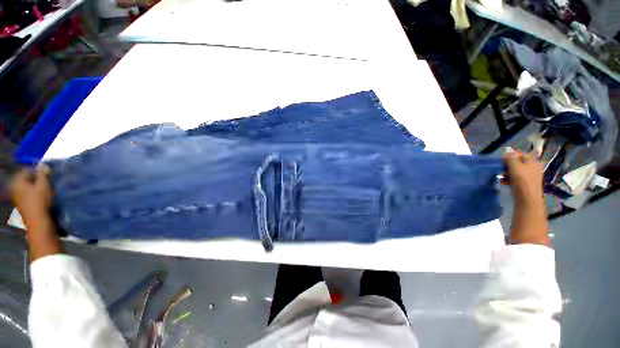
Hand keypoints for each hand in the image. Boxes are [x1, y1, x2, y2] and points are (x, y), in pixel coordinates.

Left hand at [9, 166, 52, 223]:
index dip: (36, 170)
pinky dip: (33, 193)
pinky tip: (40, 197)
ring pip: (26, 187)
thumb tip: (43, 165)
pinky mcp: (20, 204)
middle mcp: (14, 187)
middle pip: (25, 179)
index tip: (46, 172)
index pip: (26, 170)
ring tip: (44, 189)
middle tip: (46, 181)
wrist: (37, 221)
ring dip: (35, 187)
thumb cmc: (40, 201)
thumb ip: (43, 174)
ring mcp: (16, 197)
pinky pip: (26, 194)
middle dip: (35, 179)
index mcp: (17, 181)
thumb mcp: (44, 185)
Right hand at [503, 148, 543, 205]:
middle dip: (508, 165)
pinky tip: (504, 182)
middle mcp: (534, 167)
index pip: (520, 154)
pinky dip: (510, 179)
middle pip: (518, 163)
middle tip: (501, 169)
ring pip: (516, 171)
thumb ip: (511, 157)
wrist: (527, 199)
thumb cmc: (522, 180)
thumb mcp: (515, 166)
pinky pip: (516, 178)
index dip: (510, 156)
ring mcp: (530, 176)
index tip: (502, 161)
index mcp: (533, 161)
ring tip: (502, 177)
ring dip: (507, 173)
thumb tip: (508, 151)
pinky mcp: (526, 184)